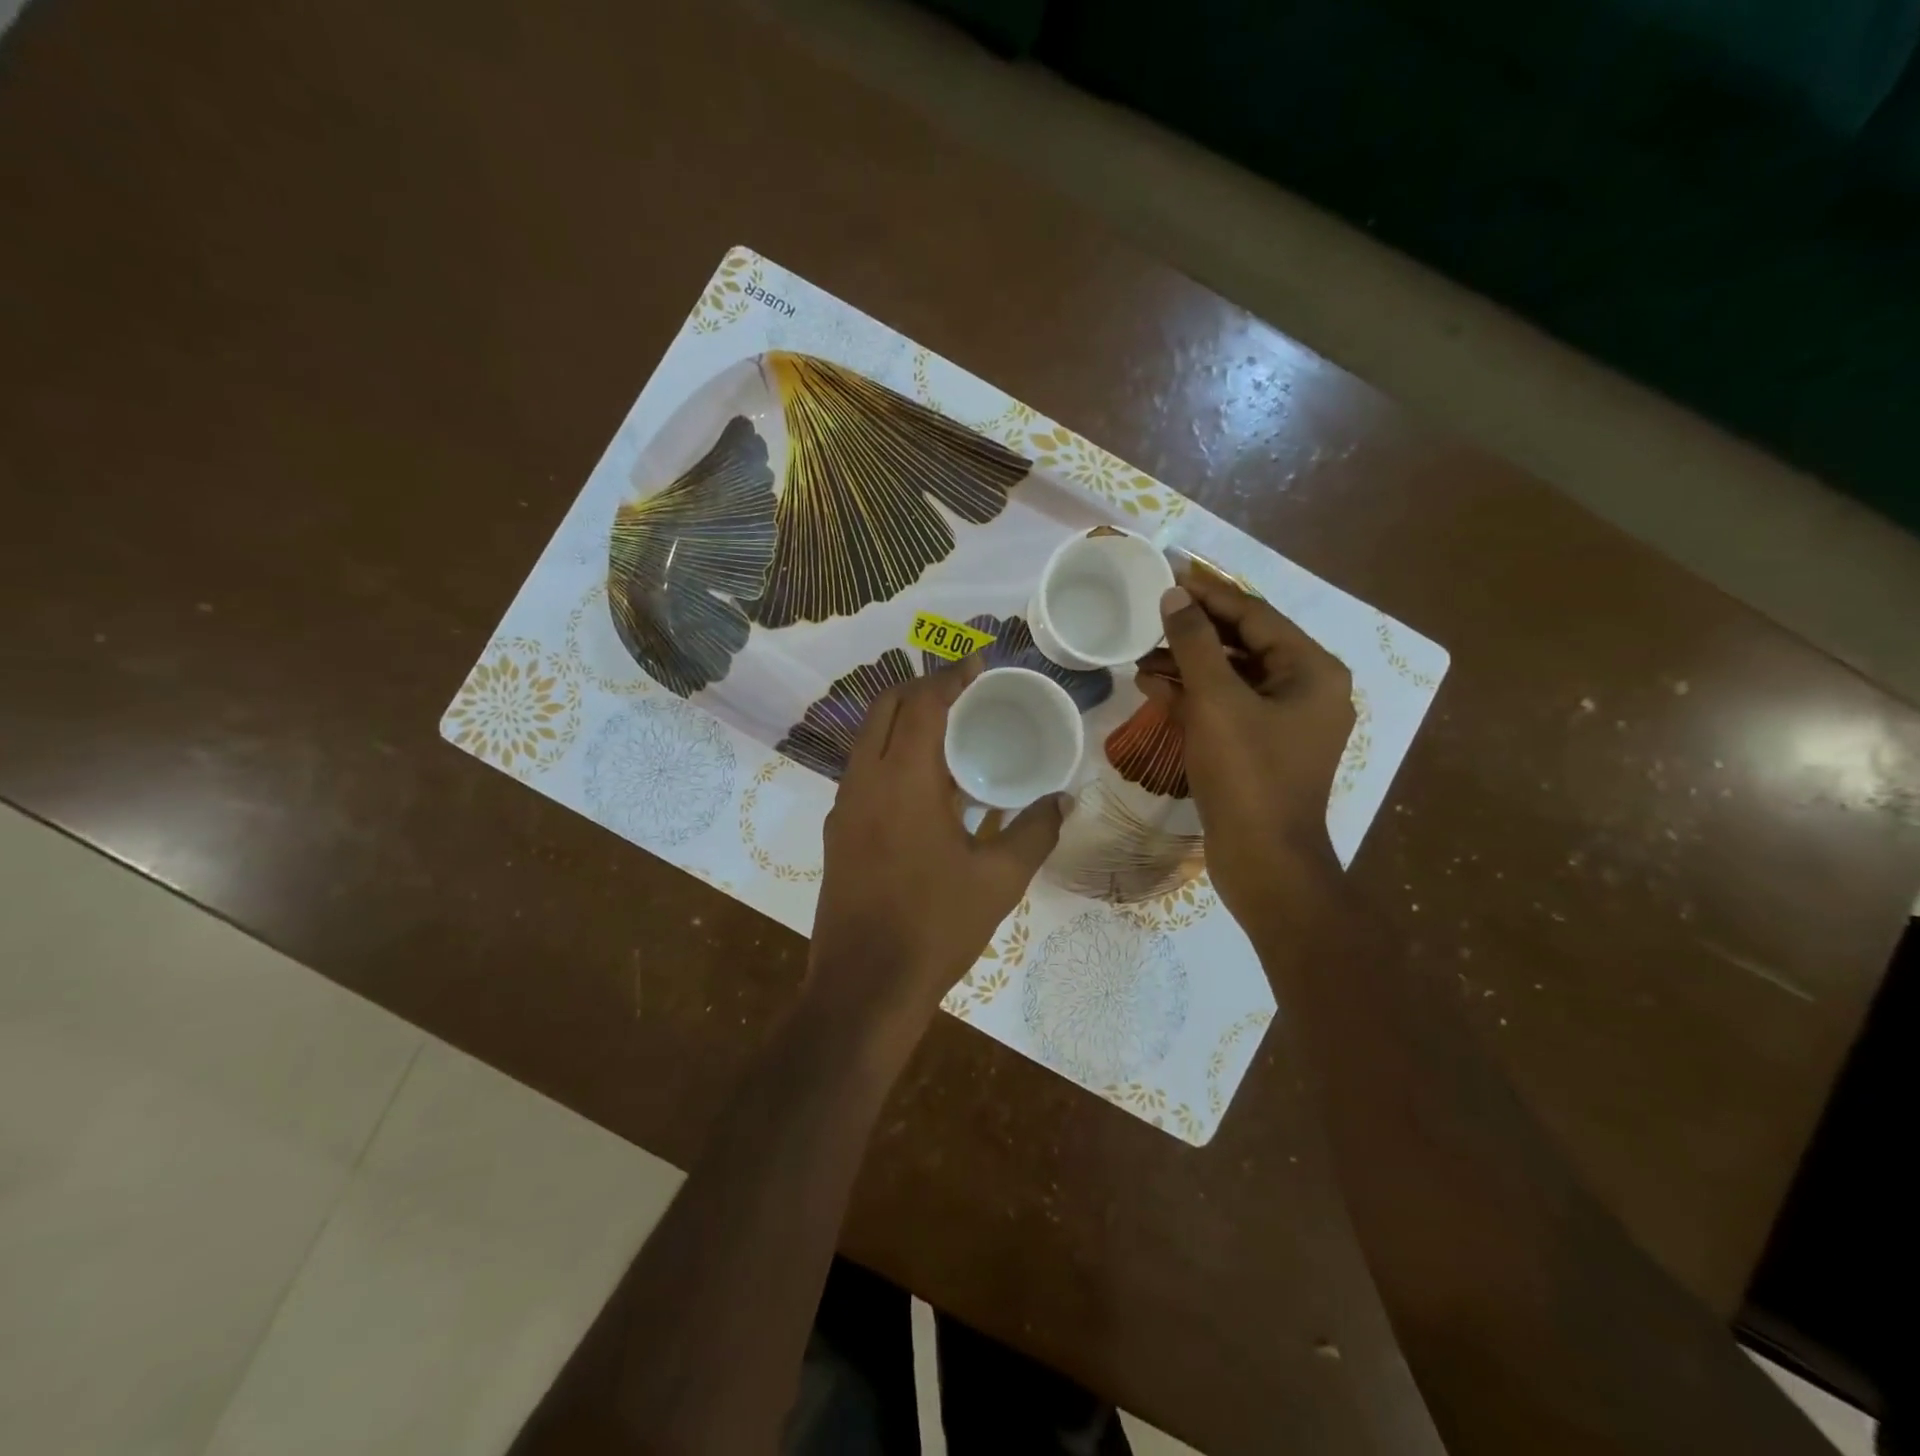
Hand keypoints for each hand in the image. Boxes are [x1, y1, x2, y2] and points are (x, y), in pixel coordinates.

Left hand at [808, 658, 1067, 1040]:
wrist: (864, 987)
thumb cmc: (935, 928)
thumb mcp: (998, 880)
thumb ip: (1034, 831)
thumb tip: (1062, 800)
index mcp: (903, 780)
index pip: (922, 703)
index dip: (950, 676)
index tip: (978, 663)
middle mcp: (864, 781)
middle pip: (884, 708)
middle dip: (921, 688)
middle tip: (963, 691)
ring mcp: (843, 807)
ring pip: (867, 738)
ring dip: (902, 721)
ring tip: (948, 731)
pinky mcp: (837, 832)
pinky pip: (862, 771)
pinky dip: (890, 754)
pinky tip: (925, 784)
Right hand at [1135, 567, 1353, 930]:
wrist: (1264, 862)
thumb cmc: (1247, 774)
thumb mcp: (1217, 700)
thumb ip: (1194, 643)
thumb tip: (1174, 596)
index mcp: (1312, 671)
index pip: (1256, 615)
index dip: (1210, 593)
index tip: (1170, 575)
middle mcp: (1306, 690)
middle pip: (1244, 644)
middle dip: (1194, 632)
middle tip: (1150, 616)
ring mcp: (1284, 723)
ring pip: (1231, 678)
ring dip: (1187, 665)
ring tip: (1141, 656)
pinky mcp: (1261, 749)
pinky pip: (1226, 708)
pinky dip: (1193, 697)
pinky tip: (1152, 688)